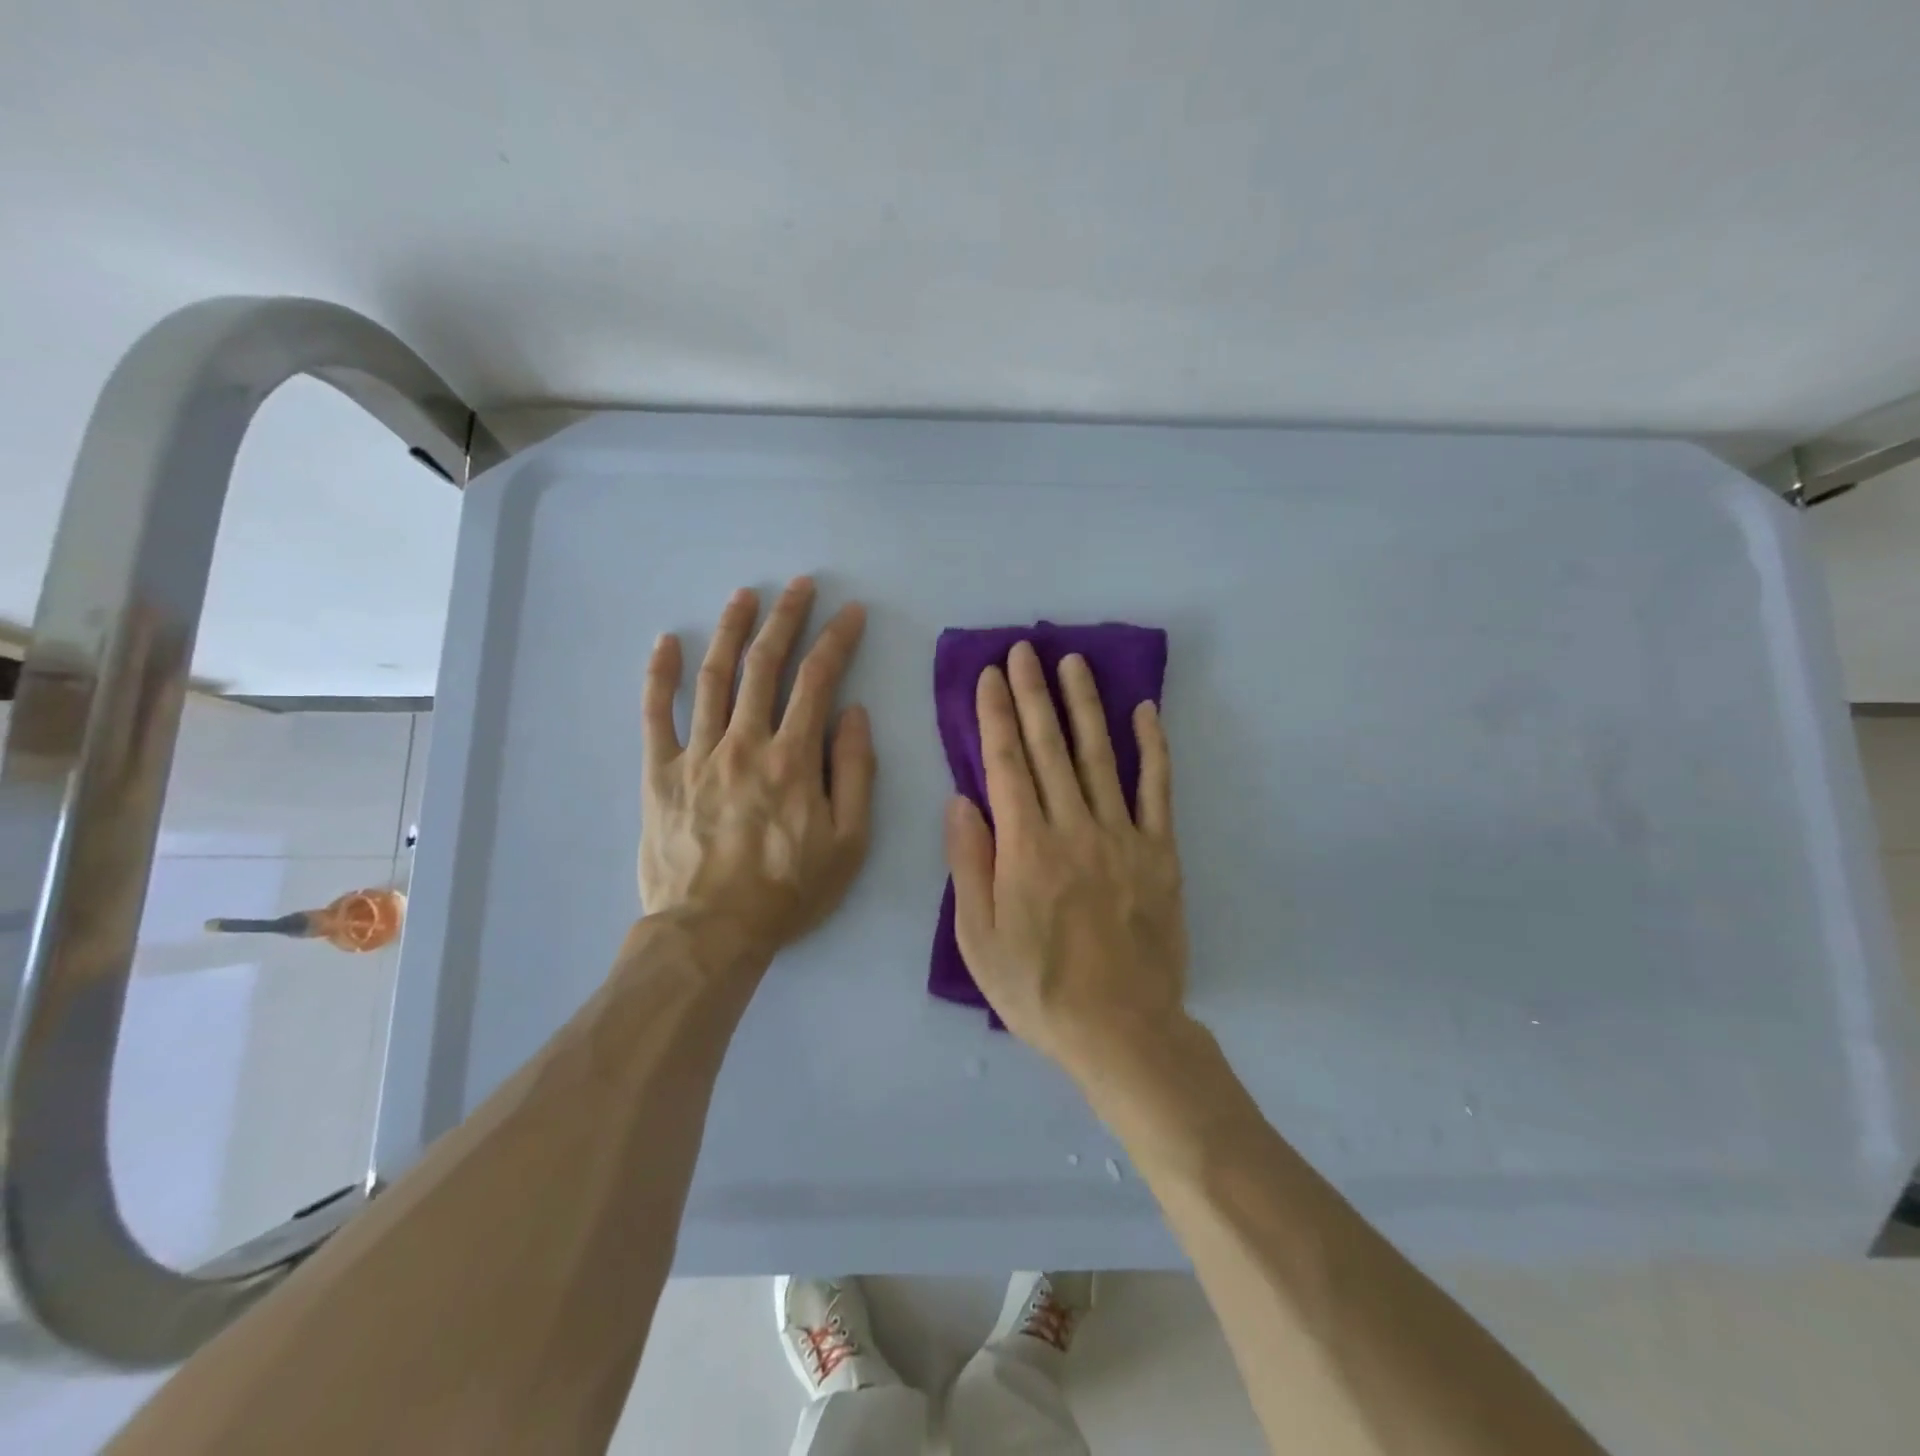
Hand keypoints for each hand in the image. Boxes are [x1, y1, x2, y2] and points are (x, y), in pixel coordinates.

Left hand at [640, 578, 874, 962]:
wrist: (712, 931)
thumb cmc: (789, 890)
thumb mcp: (849, 842)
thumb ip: (855, 772)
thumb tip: (852, 714)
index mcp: (794, 758)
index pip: (818, 681)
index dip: (837, 640)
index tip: (851, 612)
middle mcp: (745, 743)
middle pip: (765, 666)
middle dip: (786, 618)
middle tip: (800, 584)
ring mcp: (697, 754)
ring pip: (713, 678)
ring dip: (730, 631)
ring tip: (744, 596)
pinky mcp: (660, 773)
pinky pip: (655, 716)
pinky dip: (659, 676)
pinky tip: (665, 642)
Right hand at [945, 641, 1188, 1078]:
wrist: (1121, 1030)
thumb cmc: (1038, 989)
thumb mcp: (978, 938)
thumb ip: (968, 864)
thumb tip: (960, 800)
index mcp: (1025, 847)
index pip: (1005, 763)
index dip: (995, 715)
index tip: (989, 677)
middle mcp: (1073, 827)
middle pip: (1049, 747)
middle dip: (1033, 695)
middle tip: (1024, 650)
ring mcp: (1122, 836)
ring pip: (1099, 755)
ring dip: (1084, 705)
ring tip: (1072, 663)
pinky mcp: (1160, 852)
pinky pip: (1157, 790)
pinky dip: (1153, 748)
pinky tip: (1145, 711)